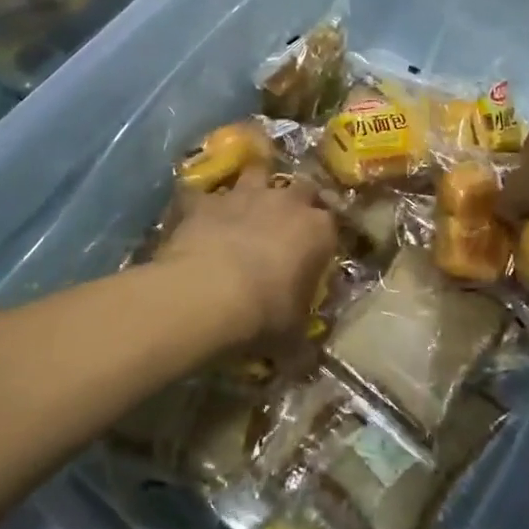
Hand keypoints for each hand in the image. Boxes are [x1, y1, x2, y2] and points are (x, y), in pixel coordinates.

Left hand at [160, 168, 338, 340]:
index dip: (324, 237)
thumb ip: (302, 337)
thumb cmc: (263, 315)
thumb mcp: (292, 336)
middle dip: (297, 199)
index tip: (317, 253)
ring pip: (256, 173)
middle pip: (302, 186)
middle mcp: (285, 202)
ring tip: (246, 205)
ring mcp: (244, 195)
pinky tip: (196, 218)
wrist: (205, 294)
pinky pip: (205, 194)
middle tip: (286, 222)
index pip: (332, 224)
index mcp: (317, 231)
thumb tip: (304, 355)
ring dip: (254, 186)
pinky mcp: (206, 200)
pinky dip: (203, 205)